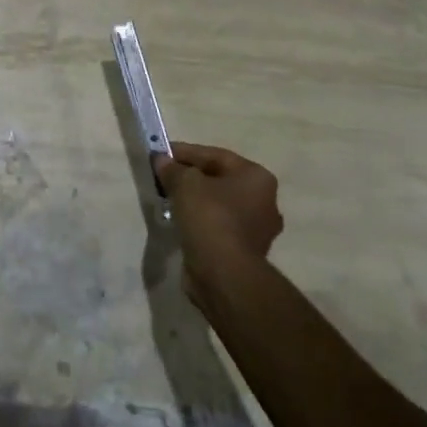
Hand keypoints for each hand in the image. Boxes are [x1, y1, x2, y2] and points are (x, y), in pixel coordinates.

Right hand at [153, 142, 282, 303]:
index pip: (216, 156)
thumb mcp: (185, 184)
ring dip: (195, 200)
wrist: (224, 273)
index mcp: (258, 178)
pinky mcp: (245, 251)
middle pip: (220, 180)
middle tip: (164, 176)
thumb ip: (172, 168)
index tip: (161, 154)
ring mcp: (257, 229)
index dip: (186, 152)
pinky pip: (218, 226)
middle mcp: (265, 201)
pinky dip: (200, 221)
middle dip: (191, 176)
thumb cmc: (210, 217)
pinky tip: (180, 221)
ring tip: (168, 198)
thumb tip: (162, 160)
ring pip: (219, 204)